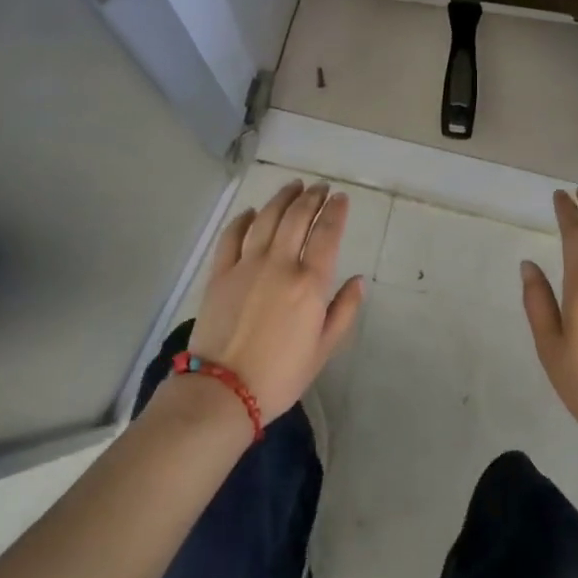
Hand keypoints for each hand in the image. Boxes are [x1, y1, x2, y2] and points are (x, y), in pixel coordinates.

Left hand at [187, 180, 364, 422]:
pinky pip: (232, 236)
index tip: (341, 198)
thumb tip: (358, 280)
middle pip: (297, 217)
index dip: (336, 211)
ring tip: (293, 186)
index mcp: (309, 283)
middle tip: (320, 187)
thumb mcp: (324, 349)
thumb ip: (344, 311)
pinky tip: (251, 212)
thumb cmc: (280, 375)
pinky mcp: (220, 273)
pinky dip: (243, 219)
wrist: (223, 391)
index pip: (327, 234)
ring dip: (282, 198)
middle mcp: (279, 264)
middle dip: (312, 197)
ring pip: (266, 218)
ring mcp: (246, 265)